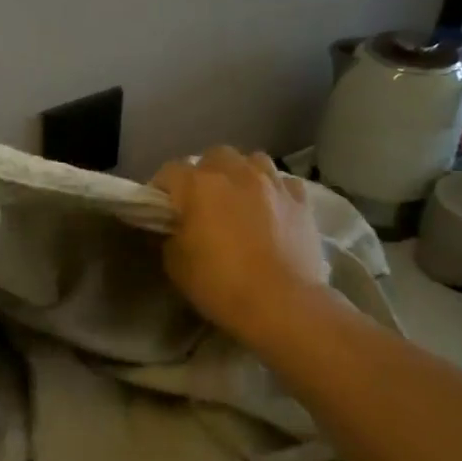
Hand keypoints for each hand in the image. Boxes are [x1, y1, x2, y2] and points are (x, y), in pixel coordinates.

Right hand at [151, 148, 327, 344]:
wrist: (282, 304)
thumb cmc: (220, 284)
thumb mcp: (176, 264)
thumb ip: (171, 235)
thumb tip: (175, 226)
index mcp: (198, 185)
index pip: (169, 172)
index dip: (160, 189)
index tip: (160, 209)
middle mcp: (236, 173)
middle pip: (213, 156)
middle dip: (204, 173)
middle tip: (201, 201)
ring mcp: (273, 183)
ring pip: (252, 161)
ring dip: (241, 174)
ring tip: (239, 198)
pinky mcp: (301, 200)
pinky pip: (283, 183)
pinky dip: (273, 191)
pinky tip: (271, 209)